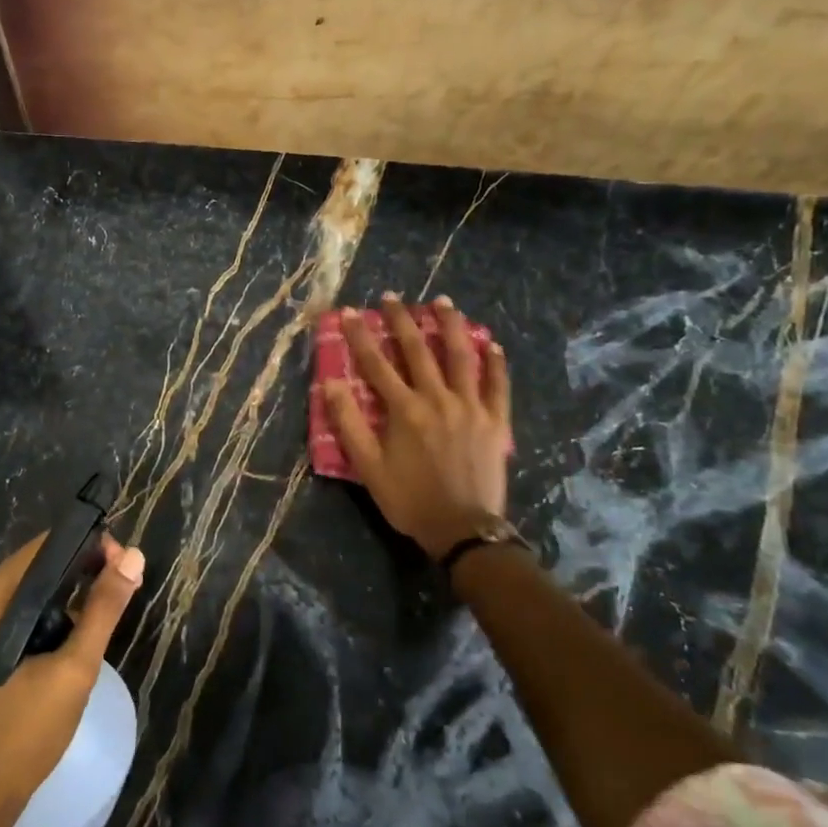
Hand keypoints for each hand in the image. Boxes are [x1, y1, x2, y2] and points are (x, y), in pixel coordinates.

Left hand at [0, 532, 144, 826]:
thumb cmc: (25, 732)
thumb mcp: (74, 668)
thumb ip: (104, 608)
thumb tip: (134, 555)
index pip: (43, 549)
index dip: (87, 546)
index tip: (124, 561)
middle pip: (35, 567)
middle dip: (81, 570)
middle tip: (123, 584)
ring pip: (30, 591)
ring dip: (68, 594)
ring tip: (108, 605)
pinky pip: (19, 613)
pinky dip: (50, 614)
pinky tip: (77, 629)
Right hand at [322, 294, 512, 559]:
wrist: (462, 529)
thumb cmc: (409, 499)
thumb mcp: (368, 467)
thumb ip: (349, 424)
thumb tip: (330, 385)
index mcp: (405, 410)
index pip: (377, 364)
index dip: (361, 336)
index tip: (350, 312)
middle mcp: (438, 399)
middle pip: (418, 350)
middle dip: (402, 321)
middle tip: (392, 297)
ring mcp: (471, 407)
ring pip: (461, 357)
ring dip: (450, 326)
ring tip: (443, 303)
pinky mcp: (496, 421)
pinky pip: (497, 385)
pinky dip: (495, 363)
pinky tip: (492, 344)